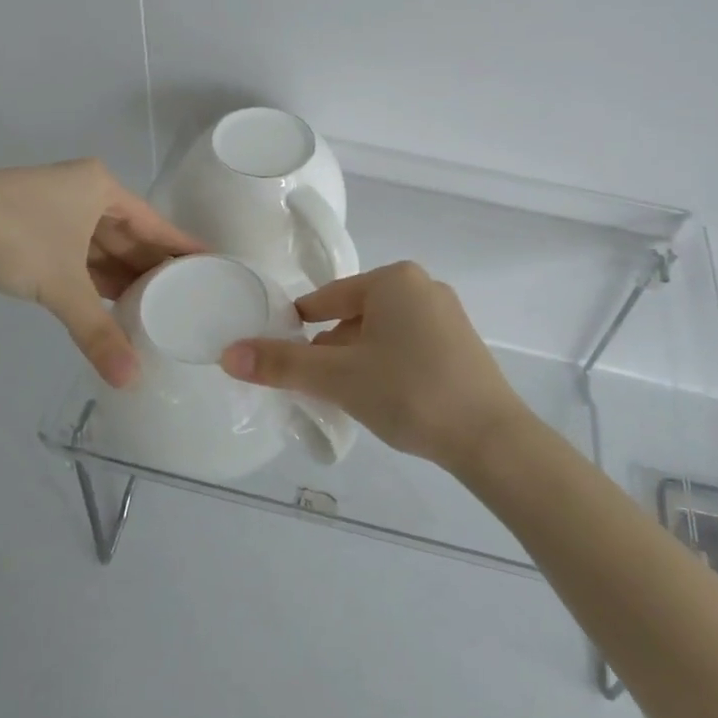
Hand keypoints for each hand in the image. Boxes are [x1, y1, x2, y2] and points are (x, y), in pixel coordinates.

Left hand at [0, 159, 202, 385]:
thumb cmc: (9, 238)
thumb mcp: (61, 284)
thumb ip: (97, 332)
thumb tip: (129, 380)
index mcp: (100, 187)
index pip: (155, 223)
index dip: (182, 248)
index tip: (213, 267)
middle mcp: (82, 191)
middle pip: (130, 234)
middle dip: (152, 267)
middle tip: (186, 299)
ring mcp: (55, 207)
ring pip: (101, 245)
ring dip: (121, 275)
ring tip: (155, 307)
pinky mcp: (31, 225)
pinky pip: (77, 252)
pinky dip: (93, 276)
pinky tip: (110, 302)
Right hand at [219, 262, 524, 471]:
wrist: (490, 437)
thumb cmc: (408, 392)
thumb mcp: (338, 377)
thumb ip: (282, 365)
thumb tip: (228, 354)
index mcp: (393, 279)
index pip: (327, 298)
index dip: (299, 327)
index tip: (280, 354)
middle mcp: (422, 287)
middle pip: (355, 315)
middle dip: (331, 348)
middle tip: (313, 385)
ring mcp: (447, 315)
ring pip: (382, 333)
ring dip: (358, 359)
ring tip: (345, 396)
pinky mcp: (461, 344)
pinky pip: (408, 346)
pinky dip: (387, 365)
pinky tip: (383, 397)